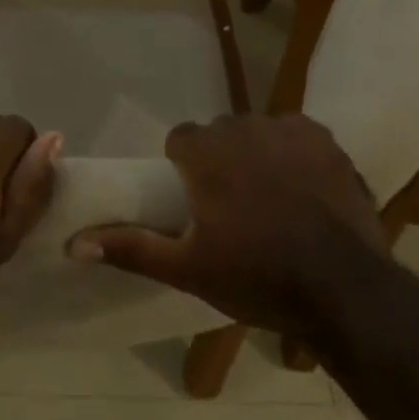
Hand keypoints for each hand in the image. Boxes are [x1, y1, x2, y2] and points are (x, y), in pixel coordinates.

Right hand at [66, 114, 384, 335]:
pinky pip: (296, 134)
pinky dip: (294, 153)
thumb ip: (131, 248)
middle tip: (234, 206)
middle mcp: (243, 128)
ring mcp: (288, 131)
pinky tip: (304, 187)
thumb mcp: (188, 269)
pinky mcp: (325, 140)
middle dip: (222, 160)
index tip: (197, 200)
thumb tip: (73, 242)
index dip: (185, 167)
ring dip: (257, 154)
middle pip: (220, 133)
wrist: (344, 291)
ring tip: (272, 199)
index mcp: (206, 154)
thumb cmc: (257, 277)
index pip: (181, 139)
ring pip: (258, 131)